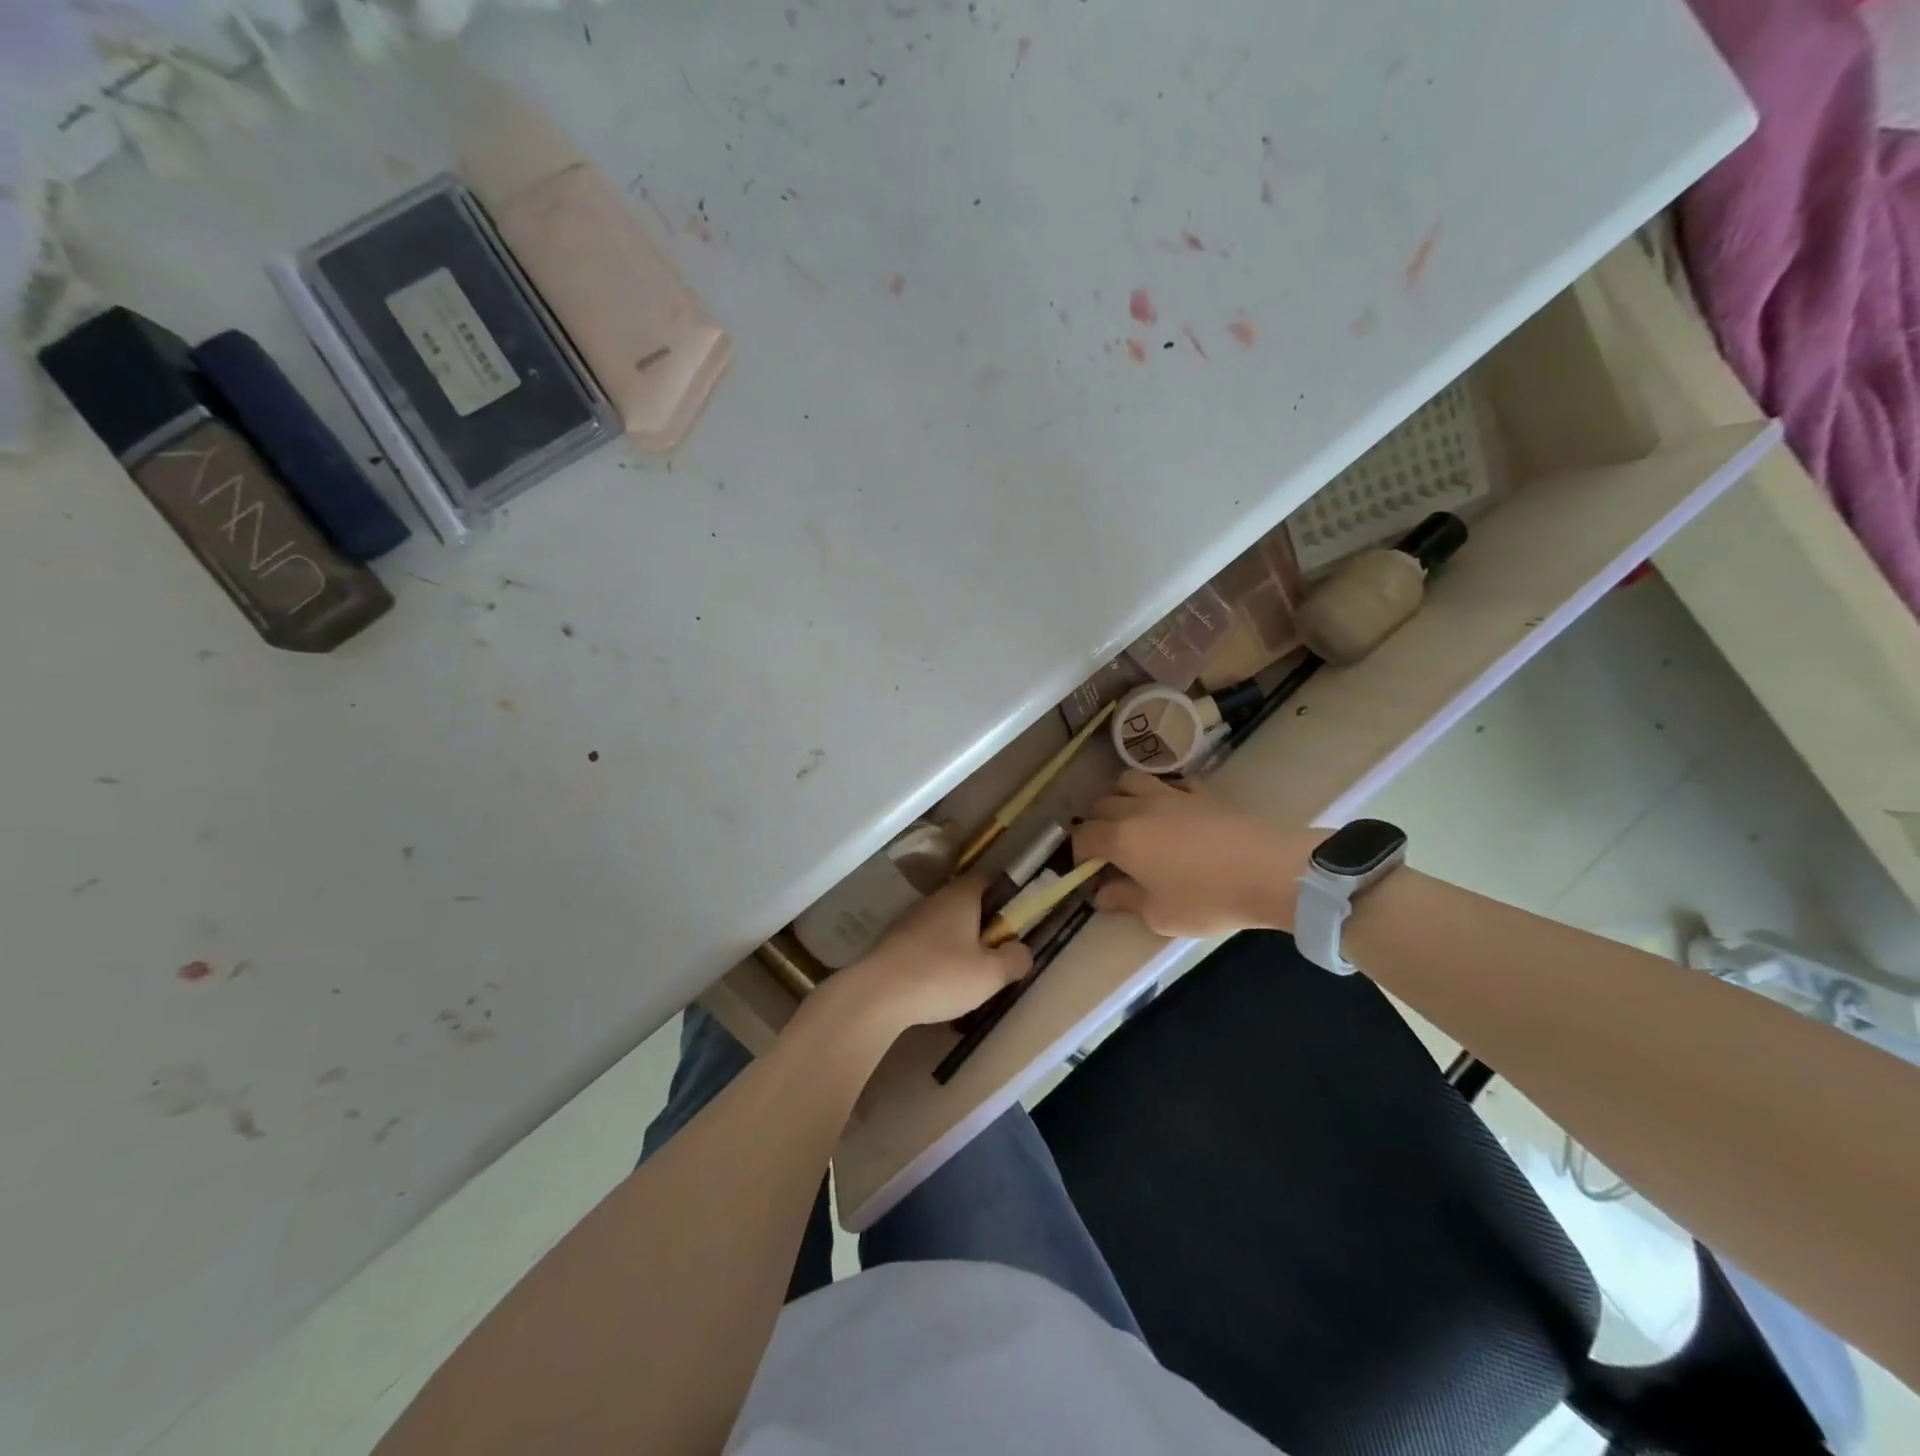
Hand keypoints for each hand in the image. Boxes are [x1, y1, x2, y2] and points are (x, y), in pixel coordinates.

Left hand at [825, 876, 1031, 1033]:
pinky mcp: (890, 942)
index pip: (985, 878)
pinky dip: (933, 956)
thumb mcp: (991, 974)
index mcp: (960, 897)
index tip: (1013, 914)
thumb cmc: (941, 976)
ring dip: (955, 941)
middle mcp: (933, 900)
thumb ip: (1014, 959)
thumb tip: (1022, 950)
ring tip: (966, 972)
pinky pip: (921, 942)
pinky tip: (936, 982)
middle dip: (980, 922)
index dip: (1002, 891)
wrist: (877, 995)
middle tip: (994, 951)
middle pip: (963, 902)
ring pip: (941, 923)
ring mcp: (907, 919)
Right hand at [1073, 771, 1321, 937]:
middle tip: (1108, 850)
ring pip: (1129, 781)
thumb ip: (1125, 900)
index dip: (1078, 854)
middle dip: (1095, 825)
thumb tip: (1102, 894)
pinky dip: (1159, 793)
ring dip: (1121, 798)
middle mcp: (1137, 809)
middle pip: (1101, 805)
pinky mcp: (1199, 791)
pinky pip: (1168, 783)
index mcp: (1120, 839)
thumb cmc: (1207, 898)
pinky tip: (1171, 812)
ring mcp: (1169, 794)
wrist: (1268, 870)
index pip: (1083, 836)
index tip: (1087, 872)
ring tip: (1132, 821)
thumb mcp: (1160, 914)